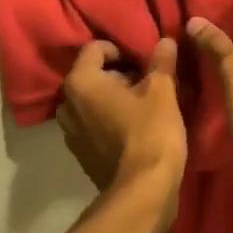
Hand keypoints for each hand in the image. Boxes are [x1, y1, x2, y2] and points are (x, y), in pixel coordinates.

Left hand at [55, 38, 187, 195]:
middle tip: (147, 83)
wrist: (143, 191)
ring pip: (91, 102)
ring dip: (113, 98)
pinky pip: (92, 124)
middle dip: (118, 74)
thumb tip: (165, 41)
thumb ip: (161, 62)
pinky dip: (108, 120)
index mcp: (80, 82)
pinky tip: (133, 129)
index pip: (95, 48)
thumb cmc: (150, 132)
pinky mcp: (80, 154)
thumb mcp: (162, 91)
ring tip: (142, 106)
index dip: (121, 49)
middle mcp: (66, 104)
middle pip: (92, 75)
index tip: (143, 61)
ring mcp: (69, 132)